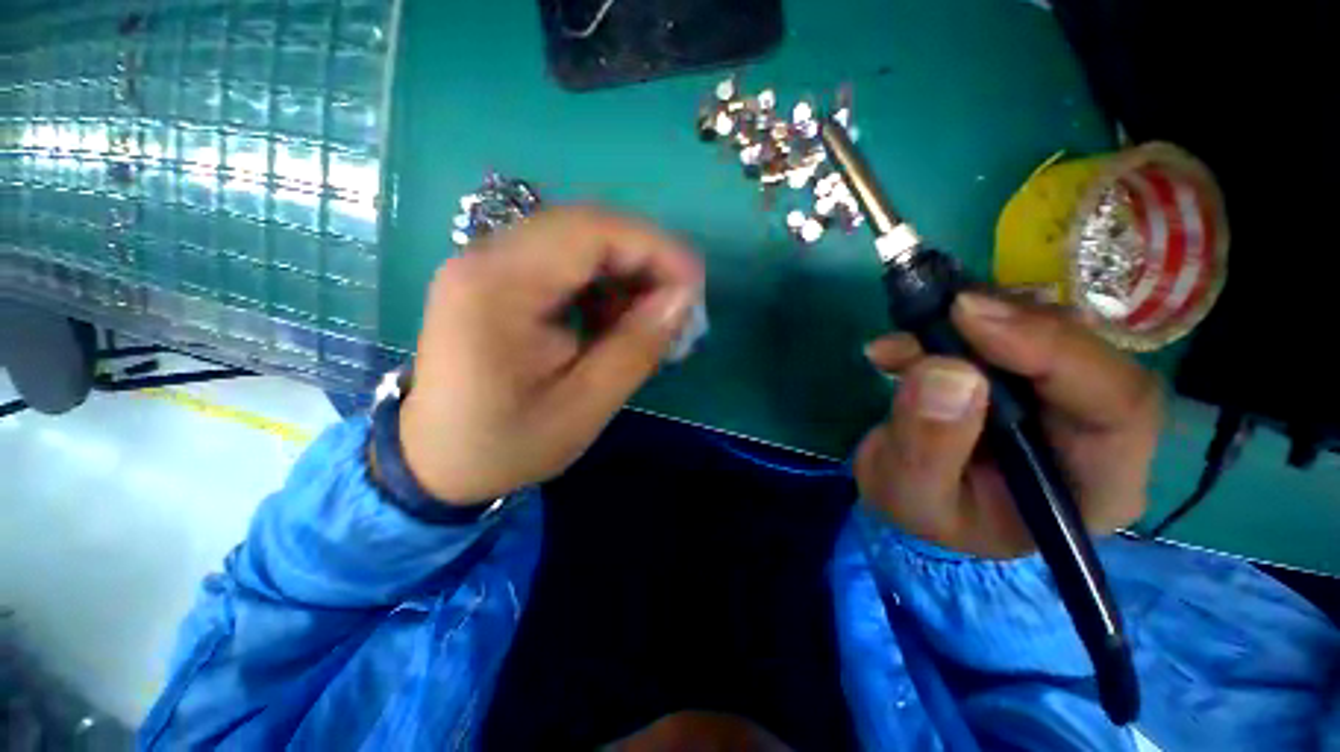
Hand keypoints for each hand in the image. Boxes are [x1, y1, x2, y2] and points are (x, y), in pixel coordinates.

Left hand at [397, 207, 704, 504]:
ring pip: (578, 241)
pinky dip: (601, 284)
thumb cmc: (506, 443)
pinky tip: (613, 319)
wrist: (436, 460)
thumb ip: (636, 348)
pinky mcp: (496, 278)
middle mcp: (486, 257)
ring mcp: (487, 264)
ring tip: (648, 318)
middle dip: (644, 260)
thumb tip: (683, 299)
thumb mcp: (584, 406)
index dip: (654, 248)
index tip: (694, 285)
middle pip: (585, 228)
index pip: (590, 231)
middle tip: (677, 304)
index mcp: (498, 287)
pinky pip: (563, 262)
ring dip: (624, 272)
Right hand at [856, 293, 1160, 557]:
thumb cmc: (922, 510)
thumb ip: (926, 445)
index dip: (1054, 349)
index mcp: (1095, 484)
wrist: (910, 494)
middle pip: (1088, 353)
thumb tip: (947, 371)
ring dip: (971, 323)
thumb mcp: (909, 493)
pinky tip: (901, 346)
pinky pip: (1005, 328)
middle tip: (938, 311)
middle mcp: (1098, 433)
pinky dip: (948, 327)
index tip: (969, 317)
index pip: (1118, 405)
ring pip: (1046, 330)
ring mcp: (1064, 396)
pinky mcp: (1027, 372)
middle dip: (1009, 325)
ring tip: (903, 343)